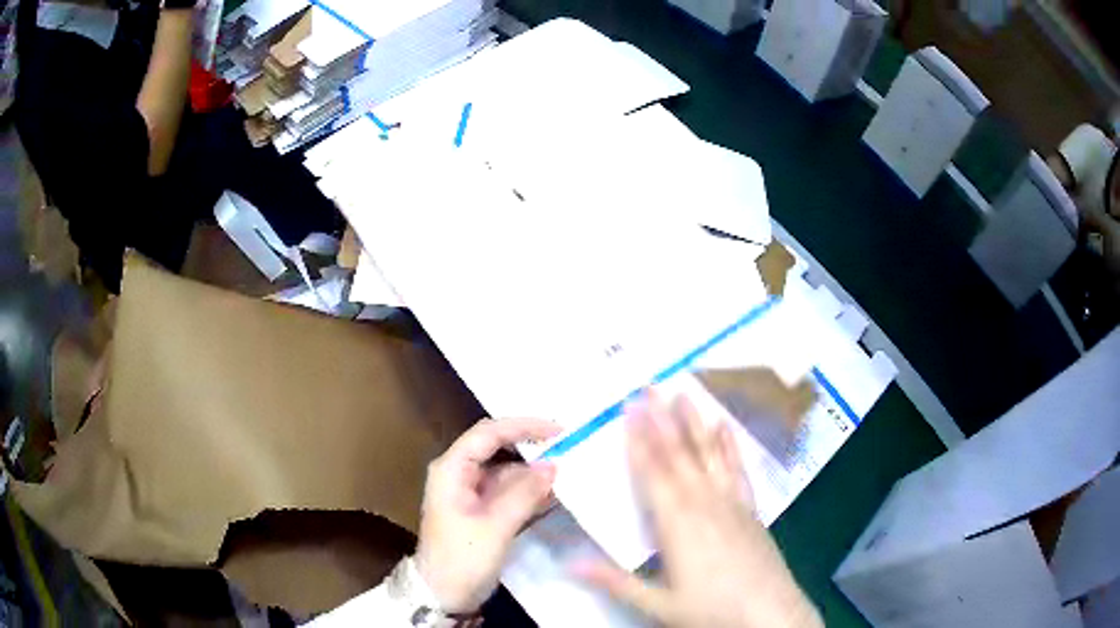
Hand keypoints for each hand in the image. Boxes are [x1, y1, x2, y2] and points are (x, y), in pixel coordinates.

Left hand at [415, 417, 560, 613]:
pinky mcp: (480, 511)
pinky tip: (554, 494)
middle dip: (531, 447)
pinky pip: (508, 492)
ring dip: (533, 473)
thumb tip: (553, 465)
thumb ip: (524, 493)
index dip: (523, 426)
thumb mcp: (495, 526)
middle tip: (568, 446)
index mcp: (452, 470)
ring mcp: (469, 493)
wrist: (443, 595)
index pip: (488, 434)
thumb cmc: (462, 558)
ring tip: (569, 471)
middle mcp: (459, 474)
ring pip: (506, 472)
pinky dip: (529, 492)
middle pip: (497, 449)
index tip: (558, 430)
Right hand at [578, 392, 821, 627]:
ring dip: (695, 424)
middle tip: (650, 386)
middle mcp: (704, 505)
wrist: (769, 614)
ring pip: (710, 456)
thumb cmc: (711, 611)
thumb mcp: (657, 604)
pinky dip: (729, 447)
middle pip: (680, 457)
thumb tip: (569, 563)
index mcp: (677, 525)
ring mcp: (731, 504)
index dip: (640, 441)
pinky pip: (737, 470)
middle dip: (663, 420)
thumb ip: (614, 581)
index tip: (630, 409)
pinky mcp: (750, 510)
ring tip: (685, 394)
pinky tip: (726, 428)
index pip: (653, 474)